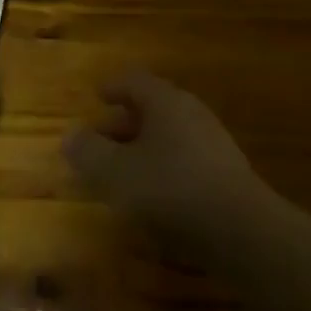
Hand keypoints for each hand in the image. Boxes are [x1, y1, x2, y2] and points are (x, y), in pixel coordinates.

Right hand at [63, 71, 272, 255]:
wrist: (241, 229)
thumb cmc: (171, 189)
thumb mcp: (118, 172)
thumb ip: (90, 152)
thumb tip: (70, 136)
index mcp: (165, 101)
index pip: (134, 81)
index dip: (113, 87)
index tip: (97, 95)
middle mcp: (190, 112)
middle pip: (152, 107)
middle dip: (124, 121)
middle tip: (101, 137)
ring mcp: (212, 141)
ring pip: (168, 133)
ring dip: (143, 146)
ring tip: (122, 169)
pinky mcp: (223, 171)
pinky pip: (184, 156)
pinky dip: (162, 165)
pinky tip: (152, 192)